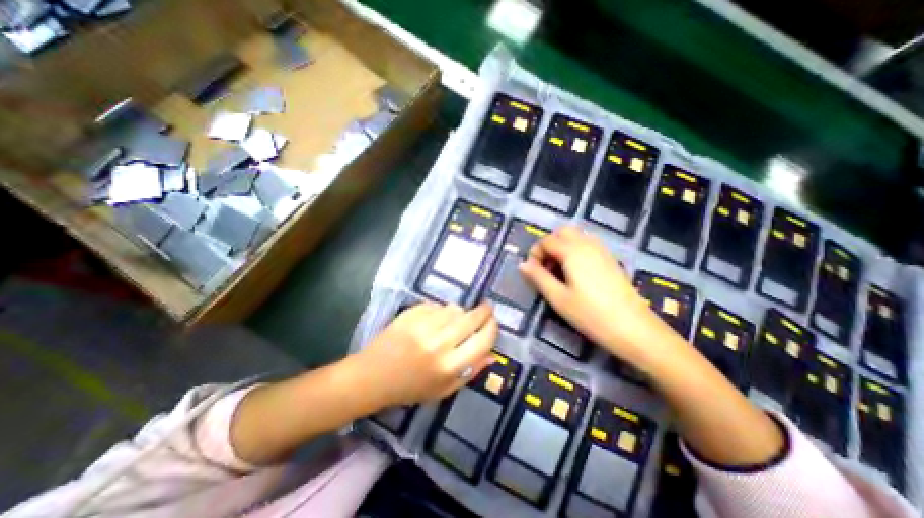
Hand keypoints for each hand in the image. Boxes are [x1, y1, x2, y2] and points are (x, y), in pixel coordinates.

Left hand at [356, 303, 498, 407]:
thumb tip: (492, 355)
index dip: (492, 328)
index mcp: (449, 367)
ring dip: (459, 313)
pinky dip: (439, 311)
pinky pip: (436, 305)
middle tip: (486, 309)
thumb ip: (470, 373)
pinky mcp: (411, 314)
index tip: (493, 322)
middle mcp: (439, 343)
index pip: (483, 341)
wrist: (372, 376)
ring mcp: (423, 325)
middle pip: (472, 318)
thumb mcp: (443, 390)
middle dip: (484, 311)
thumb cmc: (409, 388)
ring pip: (454, 308)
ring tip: (454, 320)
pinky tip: (433, 320)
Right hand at [518, 225, 672, 364]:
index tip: (533, 272)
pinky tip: (576, 273)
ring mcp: (602, 250)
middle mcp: (588, 244)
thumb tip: (522, 264)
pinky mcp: (611, 259)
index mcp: (572, 251)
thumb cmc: (591, 315)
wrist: (635, 330)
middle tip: (546, 268)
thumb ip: (538, 277)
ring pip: (576, 236)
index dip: (535, 253)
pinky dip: (576, 251)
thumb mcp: (558, 298)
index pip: (546, 240)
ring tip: (560, 271)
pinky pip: (588, 244)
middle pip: (562, 231)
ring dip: (562, 247)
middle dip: (549, 245)